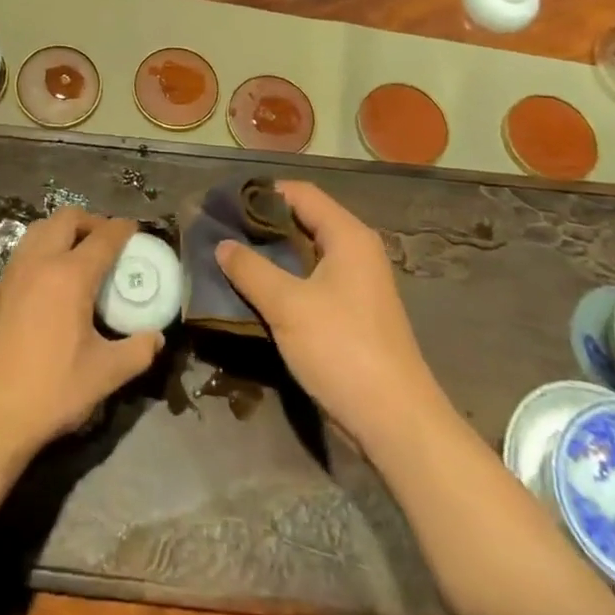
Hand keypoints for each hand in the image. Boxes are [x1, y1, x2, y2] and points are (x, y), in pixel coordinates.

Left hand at [0, 209, 163, 461]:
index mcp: (70, 276)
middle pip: (67, 219)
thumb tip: (156, 337)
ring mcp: (13, 272)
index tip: (135, 228)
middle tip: (107, 240)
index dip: (122, 229)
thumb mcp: (106, 374)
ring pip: (40, 229)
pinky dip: (43, 248)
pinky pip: (24, 250)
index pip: (103, 237)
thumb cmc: (52, 390)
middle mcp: (39, 262)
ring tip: (79, 252)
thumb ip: (138, 351)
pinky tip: (51, 277)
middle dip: (91, 221)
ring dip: (63, 230)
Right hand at [216, 181, 433, 449]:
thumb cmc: (342, 349)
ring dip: (270, 254)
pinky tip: (253, 290)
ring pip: (304, 254)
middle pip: (303, 221)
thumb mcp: (287, 305)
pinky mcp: (350, 314)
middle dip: (262, 223)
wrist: (394, 422)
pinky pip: (310, 281)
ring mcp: (354, 285)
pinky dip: (283, 279)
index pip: (301, 193)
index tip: (225, 201)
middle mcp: (355, 252)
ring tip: (229, 257)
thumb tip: (222, 244)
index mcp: (348, 237)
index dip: (263, 192)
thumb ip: (250, 269)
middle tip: (220, 229)